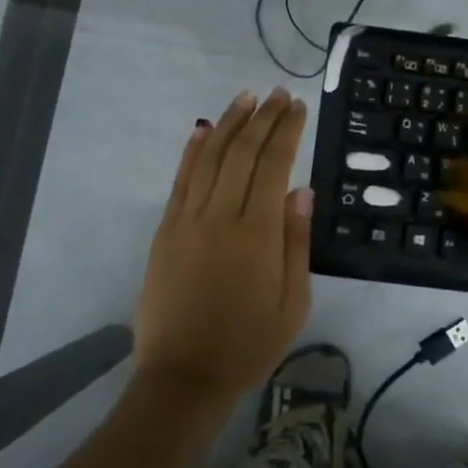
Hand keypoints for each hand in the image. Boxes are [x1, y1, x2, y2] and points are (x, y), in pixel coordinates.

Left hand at [132, 88, 313, 411]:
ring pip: (211, 158)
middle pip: (243, 152)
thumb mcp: (293, 302)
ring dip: (229, 123)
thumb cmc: (249, 343)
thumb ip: (296, 242)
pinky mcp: (166, 230)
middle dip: (262, 118)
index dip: (286, 131)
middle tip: (277, 93)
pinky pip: (181, 181)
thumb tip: (302, 191)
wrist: (184, 375)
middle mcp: (221, 215)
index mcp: (258, 233)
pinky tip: (203, 129)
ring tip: (246, 98)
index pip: (275, 165)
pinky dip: (193, 151)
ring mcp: (188, 220)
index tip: (297, 107)